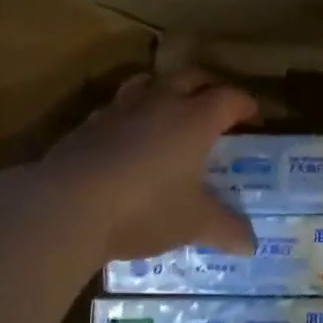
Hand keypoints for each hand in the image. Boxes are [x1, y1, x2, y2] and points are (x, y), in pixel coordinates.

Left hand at [43, 69, 258, 265]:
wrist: (68, 205)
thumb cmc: (145, 208)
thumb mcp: (193, 223)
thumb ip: (225, 229)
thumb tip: (251, 245)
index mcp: (195, 119)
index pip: (230, 98)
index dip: (246, 105)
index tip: (255, 117)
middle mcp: (161, 102)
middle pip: (192, 77)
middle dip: (210, 86)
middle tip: (219, 106)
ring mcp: (121, 108)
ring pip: (150, 81)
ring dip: (167, 88)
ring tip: (172, 108)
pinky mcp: (89, 122)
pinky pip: (118, 105)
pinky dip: (131, 113)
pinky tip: (128, 135)